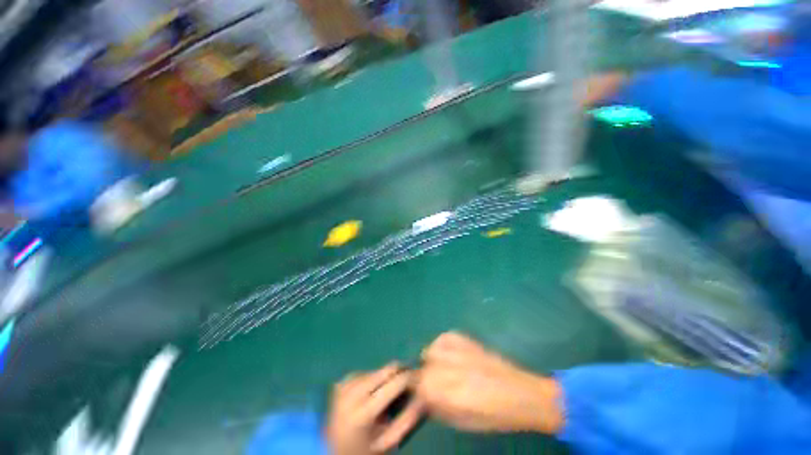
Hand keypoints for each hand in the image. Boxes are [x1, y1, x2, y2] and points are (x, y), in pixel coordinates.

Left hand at [326, 363, 424, 454]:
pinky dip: (373, 380)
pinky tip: (371, 394)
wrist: (332, 451)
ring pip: (378, 369)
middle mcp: (352, 393)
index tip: (419, 381)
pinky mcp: (342, 381)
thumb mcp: (389, 443)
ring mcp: (345, 384)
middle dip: (400, 374)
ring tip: (385, 396)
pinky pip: (366, 372)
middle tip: (406, 385)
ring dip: (386, 379)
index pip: (396, 382)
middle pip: (387, 370)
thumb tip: (424, 396)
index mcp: (364, 412)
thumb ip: (408, 420)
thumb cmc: (364, 451)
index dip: (411, 378)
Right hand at [416, 332, 563, 433]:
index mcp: (448, 393)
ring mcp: (458, 349)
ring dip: (432, 361)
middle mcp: (450, 367)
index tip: (422, 394)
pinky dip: (441, 346)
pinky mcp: (466, 338)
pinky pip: (443, 338)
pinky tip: (450, 355)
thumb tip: (422, 397)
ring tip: (443, 368)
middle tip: (435, 384)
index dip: (417, 389)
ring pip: (430, 350)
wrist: (520, 393)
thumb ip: (437, 407)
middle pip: (423, 366)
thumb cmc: (492, 415)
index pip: (418, 384)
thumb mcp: (461, 421)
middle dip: (425, 376)